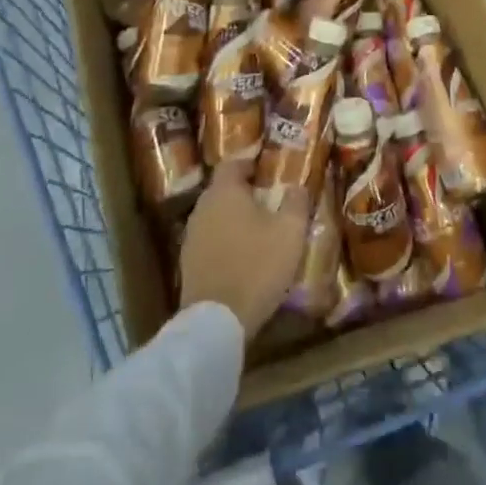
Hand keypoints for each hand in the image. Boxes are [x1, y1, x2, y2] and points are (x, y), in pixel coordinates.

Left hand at [179, 161, 310, 338]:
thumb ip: (296, 202)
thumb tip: (297, 186)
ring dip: (234, 219)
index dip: (251, 164)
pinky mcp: (188, 263)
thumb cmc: (257, 265)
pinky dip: (225, 242)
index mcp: (224, 192)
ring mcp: (191, 237)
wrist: (217, 320)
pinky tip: (243, 257)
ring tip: (259, 231)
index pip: (233, 163)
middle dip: (244, 193)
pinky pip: (210, 241)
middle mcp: (202, 207)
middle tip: (269, 202)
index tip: (269, 172)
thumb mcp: (290, 231)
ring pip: (216, 216)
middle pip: (223, 190)